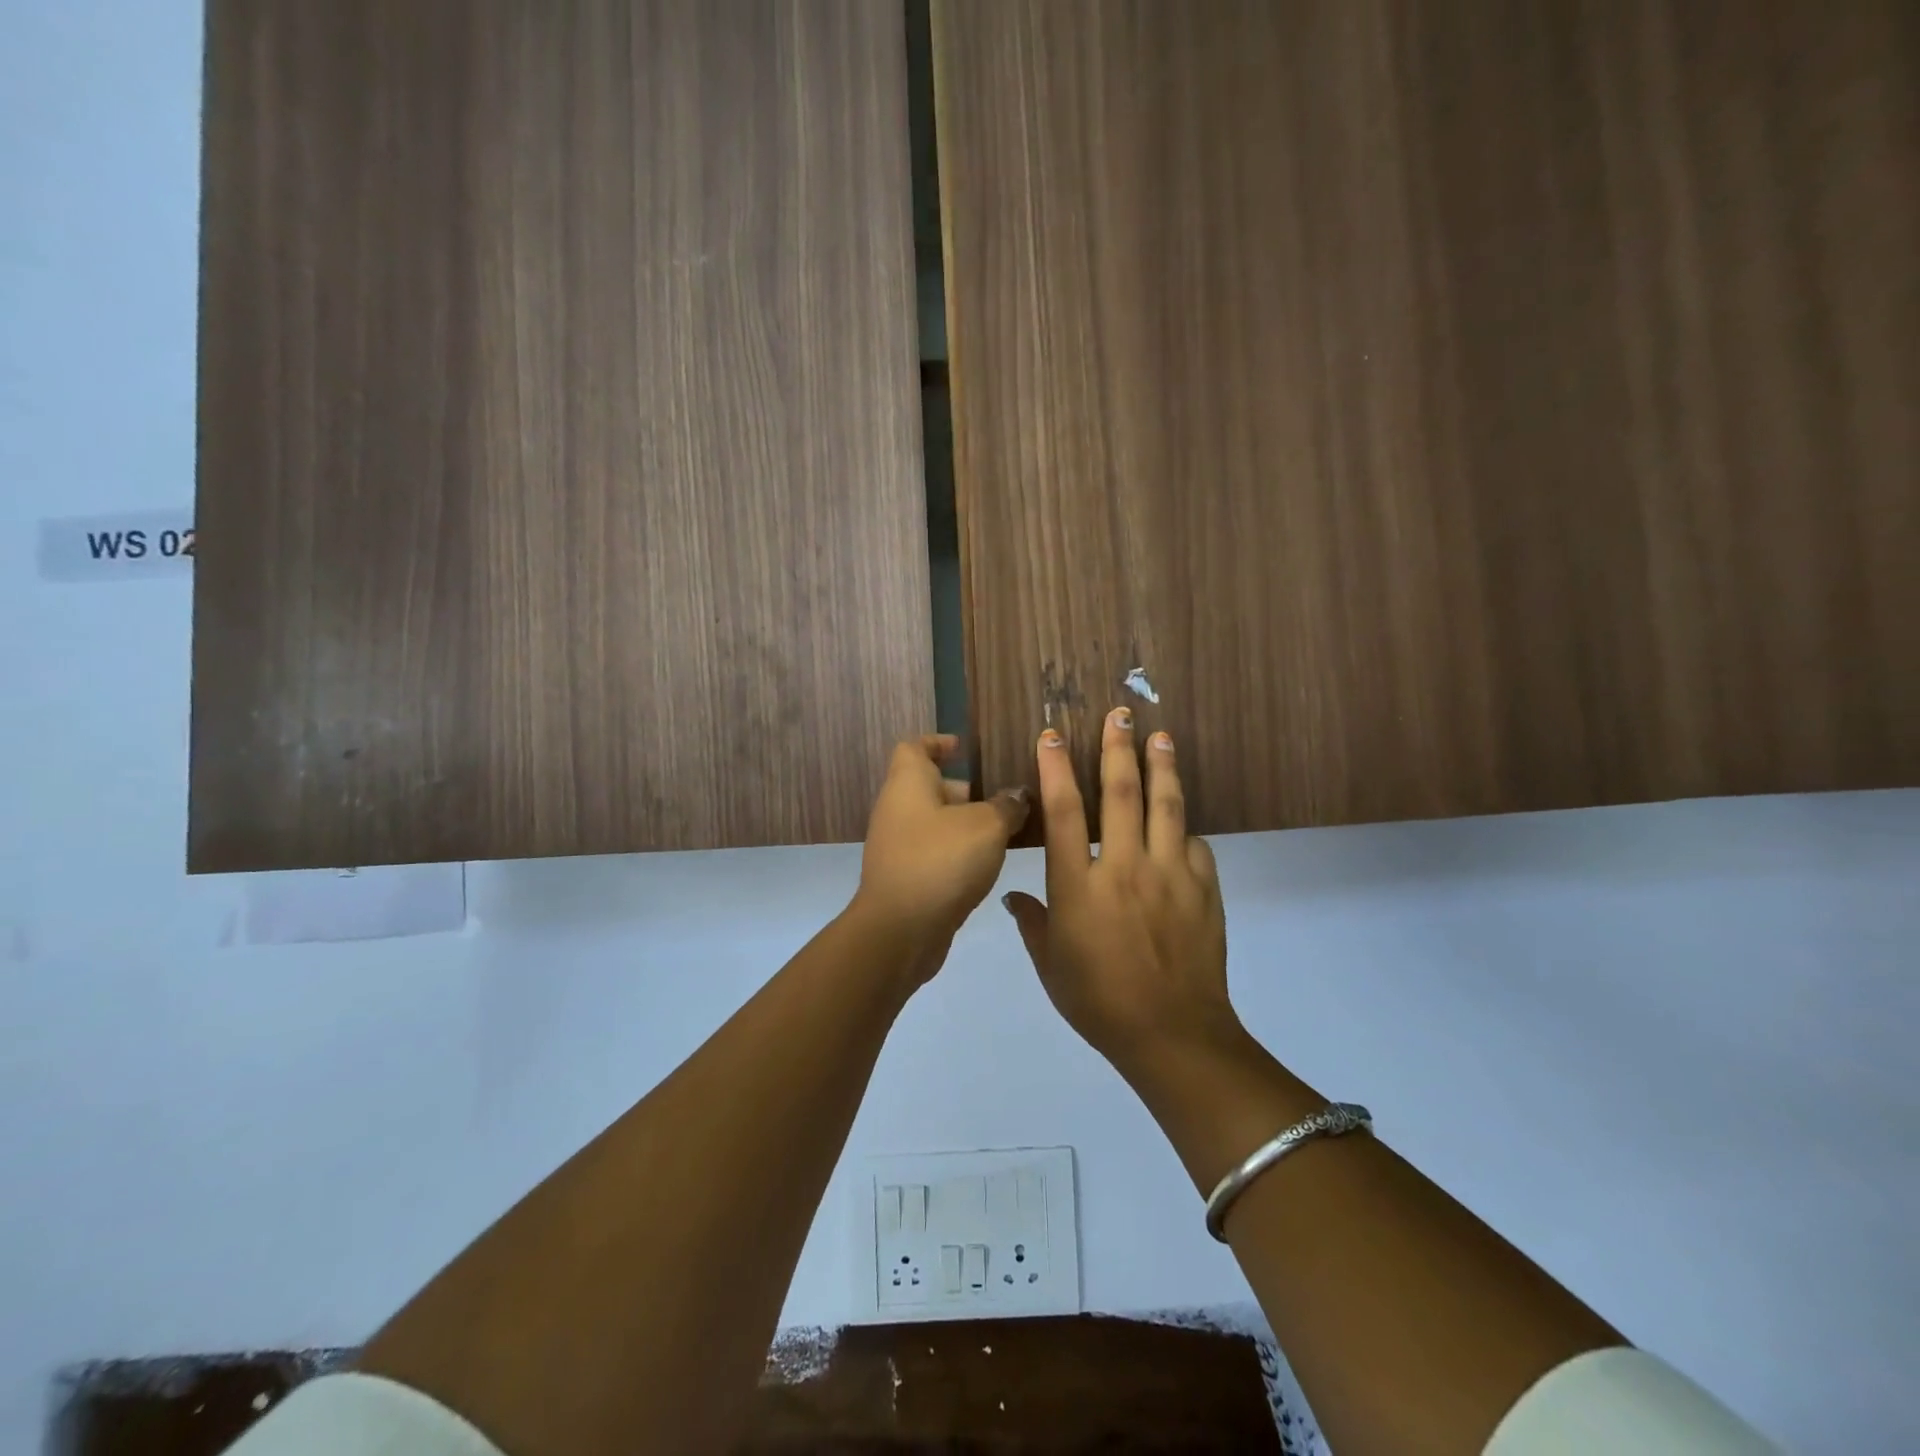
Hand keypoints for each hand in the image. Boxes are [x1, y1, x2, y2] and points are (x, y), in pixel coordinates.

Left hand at [852, 735, 1028, 978]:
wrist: (900, 931)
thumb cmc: (941, 861)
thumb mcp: (987, 826)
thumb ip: (1007, 806)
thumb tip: (1017, 796)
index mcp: (908, 783)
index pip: (915, 747)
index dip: (939, 742)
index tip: (967, 749)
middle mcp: (898, 809)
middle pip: (932, 786)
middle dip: (970, 790)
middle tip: (1009, 798)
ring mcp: (899, 846)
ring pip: (938, 823)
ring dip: (969, 825)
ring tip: (1010, 830)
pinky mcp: (906, 877)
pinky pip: (936, 852)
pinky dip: (960, 852)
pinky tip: (991, 865)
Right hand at [1004, 711, 1235, 1071]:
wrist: (1173, 1036)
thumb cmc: (1099, 1002)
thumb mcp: (1051, 966)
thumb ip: (1032, 923)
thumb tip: (1013, 898)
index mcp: (1079, 886)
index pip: (1063, 811)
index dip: (1056, 767)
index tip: (1053, 735)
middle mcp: (1124, 867)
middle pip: (1121, 793)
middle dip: (1117, 748)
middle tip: (1120, 713)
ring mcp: (1169, 875)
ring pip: (1166, 806)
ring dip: (1161, 766)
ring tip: (1160, 735)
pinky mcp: (1203, 888)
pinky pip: (1194, 844)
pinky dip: (1184, 827)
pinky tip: (1181, 820)